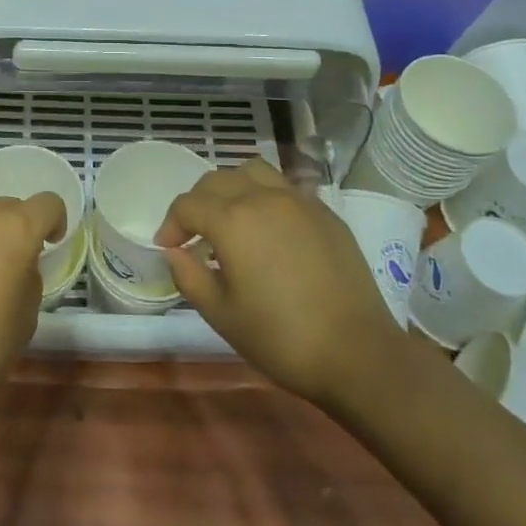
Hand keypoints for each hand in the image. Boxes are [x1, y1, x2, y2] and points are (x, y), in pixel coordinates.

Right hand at [158, 160, 401, 408]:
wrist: (356, 353)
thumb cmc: (280, 337)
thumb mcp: (221, 314)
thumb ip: (189, 276)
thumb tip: (174, 252)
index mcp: (232, 220)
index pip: (187, 205)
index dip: (170, 224)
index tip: (168, 248)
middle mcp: (263, 197)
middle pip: (216, 180)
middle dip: (197, 202)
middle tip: (194, 235)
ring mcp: (298, 201)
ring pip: (253, 172)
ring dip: (232, 188)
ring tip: (231, 218)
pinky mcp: (325, 213)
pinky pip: (285, 188)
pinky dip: (265, 197)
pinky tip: (269, 230)